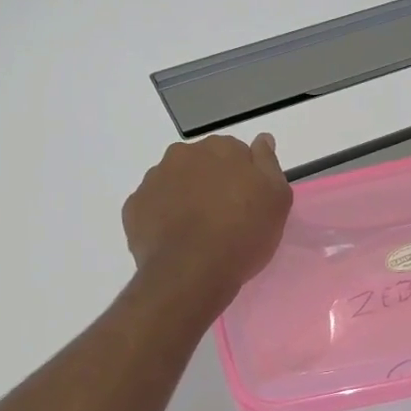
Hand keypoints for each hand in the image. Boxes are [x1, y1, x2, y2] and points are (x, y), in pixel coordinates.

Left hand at [122, 132, 291, 304]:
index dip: (242, 176)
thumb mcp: (276, 198)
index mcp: (220, 148)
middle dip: (211, 182)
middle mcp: (183, 154)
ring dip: (185, 197)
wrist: (192, 271)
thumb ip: (268, 163)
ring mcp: (154, 179)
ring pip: (174, 183)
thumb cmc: (243, 233)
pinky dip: (162, 217)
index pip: (234, 152)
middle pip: (201, 163)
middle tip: (224, 216)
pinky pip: (153, 206)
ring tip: (198, 231)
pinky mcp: (134, 207)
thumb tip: (262, 138)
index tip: (247, 200)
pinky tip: (175, 239)